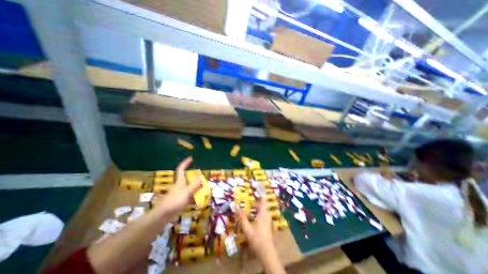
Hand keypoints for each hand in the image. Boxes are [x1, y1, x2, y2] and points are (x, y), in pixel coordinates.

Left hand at [157, 156, 201, 217]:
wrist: (163, 215)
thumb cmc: (174, 201)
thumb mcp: (186, 192)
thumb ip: (194, 185)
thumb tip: (201, 176)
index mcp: (180, 181)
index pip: (181, 169)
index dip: (185, 163)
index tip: (191, 158)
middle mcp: (180, 185)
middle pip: (188, 178)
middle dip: (195, 176)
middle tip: (203, 176)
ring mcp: (180, 193)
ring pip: (190, 187)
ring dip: (197, 187)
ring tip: (205, 187)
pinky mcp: (181, 201)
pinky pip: (190, 196)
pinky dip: (195, 196)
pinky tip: (201, 198)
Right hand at [237, 199, 283, 273]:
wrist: (267, 253)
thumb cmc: (257, 239)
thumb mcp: (247, 228)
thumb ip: (241, 217)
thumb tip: (235, 206)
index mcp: (263, 213)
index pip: (263, 199)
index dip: (261, 193)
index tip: (259, 187)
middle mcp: (267, 215)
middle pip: (263, 204)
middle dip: (258, 200)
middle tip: (252, 198)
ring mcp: (269, 221)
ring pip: (264, 210)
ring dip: (259, 207)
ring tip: (252, 207)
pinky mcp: (269, 226)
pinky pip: (264, 215)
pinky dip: (260, 213)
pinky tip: (255, 218)